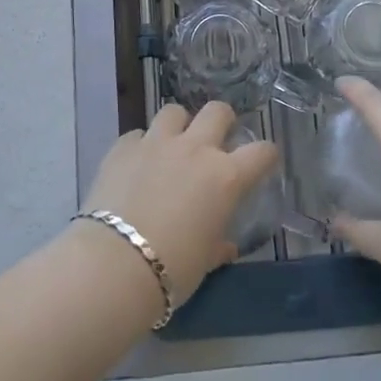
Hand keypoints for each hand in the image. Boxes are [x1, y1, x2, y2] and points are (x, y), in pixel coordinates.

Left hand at [82, 102, 278, 307]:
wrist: (114, 264)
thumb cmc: (172, 269)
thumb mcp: (205, 260)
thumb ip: (218, 245)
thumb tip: (225, 246)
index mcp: (225, 177)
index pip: (261, 151)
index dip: (266, 155)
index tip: (261, 162)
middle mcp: (195, 149)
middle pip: (217, 111)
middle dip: (221, 121)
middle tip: (214, 142)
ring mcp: (156, 143)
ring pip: (174, 112)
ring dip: (178, 126)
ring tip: (172, 147)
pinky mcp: (123, 147)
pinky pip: (138, 134)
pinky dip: (141, 146)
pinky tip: (136, 165)